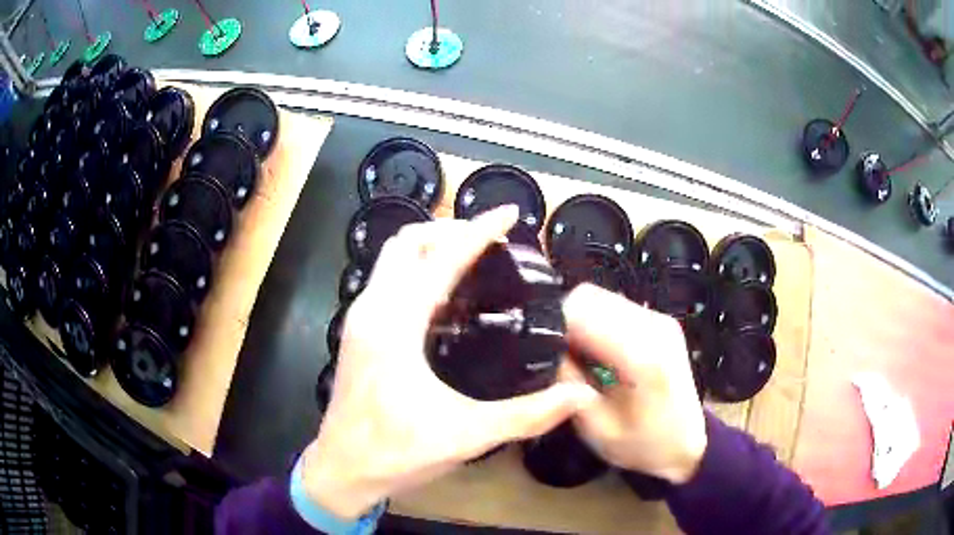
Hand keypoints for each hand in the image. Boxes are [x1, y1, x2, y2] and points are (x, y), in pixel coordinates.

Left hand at [301, 206, 598, 519]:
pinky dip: (417, 270)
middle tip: (491, 238)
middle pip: (408, 242)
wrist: (342, 470)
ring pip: (393, 258)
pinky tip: (444, 295)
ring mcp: (360, 319)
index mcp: (396, 324)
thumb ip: (528, 415)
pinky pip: (387, 280)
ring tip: (472, 256)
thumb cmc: (397, 452)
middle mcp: (372, 310)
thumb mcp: (467, 435)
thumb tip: (579, 396)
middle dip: (450, 228)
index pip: (442, 258)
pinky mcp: (359, 332)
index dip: (479, 230)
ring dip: (430, 246)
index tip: (510, 213)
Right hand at [561, 284, 706, 483]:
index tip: (542, 353)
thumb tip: (549, 353)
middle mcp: (654, 327)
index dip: (555, 327)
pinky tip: (598, 351)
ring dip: (582, 320)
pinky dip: (598, 322)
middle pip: (590, 296)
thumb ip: (569, 388)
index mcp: (642, 357)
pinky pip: (615, 306)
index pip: (583, 312)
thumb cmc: (643, 444)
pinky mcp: (661, 321)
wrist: (688, 442)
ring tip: (578, 355)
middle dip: (566, 321)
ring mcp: (661, 320)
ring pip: (601, 297)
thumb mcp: (597, 429)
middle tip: (558, 355)